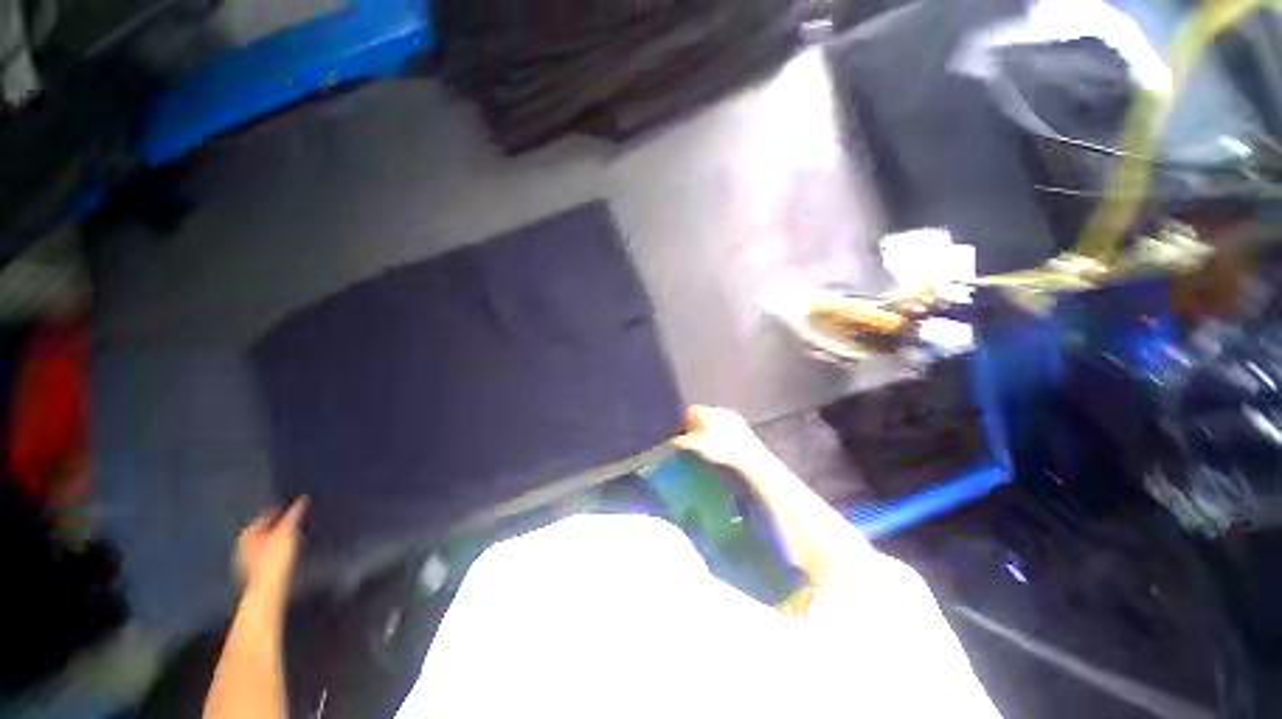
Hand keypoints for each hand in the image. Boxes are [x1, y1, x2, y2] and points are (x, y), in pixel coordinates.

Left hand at [236, 497, 306, 591]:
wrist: (267, 590)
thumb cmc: (274, 558)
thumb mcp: (287, 532)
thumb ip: (294, 515)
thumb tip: (301, 499)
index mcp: (247, 533)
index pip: (264, 516)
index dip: (280, 511)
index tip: (294, 508)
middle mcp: (243, 544)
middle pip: (263, 530)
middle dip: (278, 525)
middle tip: (294, 521)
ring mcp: (247, 560)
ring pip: (264, 543)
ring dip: (276, 538)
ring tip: (292, 536)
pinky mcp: (254, 572)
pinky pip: (265, 554)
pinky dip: (274, 550)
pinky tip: (284, 552)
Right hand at [672, 406, 776, 477]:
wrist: (750, 457)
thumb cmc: (721, 450)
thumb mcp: (699, 446)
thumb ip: (684, 442)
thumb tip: (672, 441)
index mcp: (708, 412)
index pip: (691, 410)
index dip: (685, 420)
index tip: (685, 432)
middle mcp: (720, 410)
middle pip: (703, 413)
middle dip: (697, 423)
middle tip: (695, 437)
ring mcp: (733, 416)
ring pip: (715, 418)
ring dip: (710, 427)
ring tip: (709, 441)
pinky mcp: (743, 425)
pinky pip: (726, 423)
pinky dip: (721, 431)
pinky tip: (723, 443)